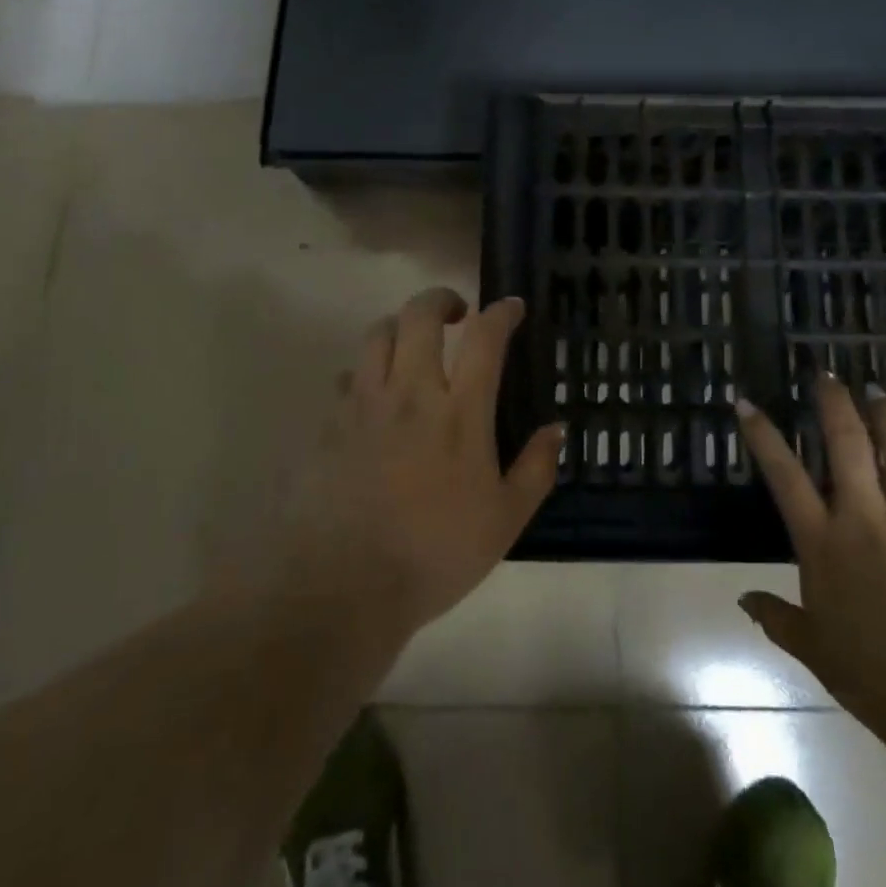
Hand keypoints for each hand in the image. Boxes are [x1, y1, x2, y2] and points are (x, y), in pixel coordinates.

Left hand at [273, 288, 562, 639]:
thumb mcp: (505, 521)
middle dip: (442, 299)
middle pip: (420, 315)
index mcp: (460, 412)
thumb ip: (536, 469)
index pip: (484, 338)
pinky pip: (346, 377)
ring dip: (400, 325)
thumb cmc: (435, 554)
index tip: (511, 308)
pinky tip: (372, 395)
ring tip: (412, 343)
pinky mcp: (329, 424)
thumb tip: (556, 429)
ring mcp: (364, 404)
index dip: (501, 313)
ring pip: (376, 333)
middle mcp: (410, 393)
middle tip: (457, 314)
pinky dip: (365, 372)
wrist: (342, 587)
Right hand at [736, 374, 885, 736]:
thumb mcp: (815, 650)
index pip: (784, 476)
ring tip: (880, 392)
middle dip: (834, 404)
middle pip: (847, 445)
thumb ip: (777, 618)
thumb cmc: (874, 679)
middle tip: (828, 375)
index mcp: (824, 543)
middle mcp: (866, 518)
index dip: (763, 436)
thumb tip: (743, 599)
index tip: (747, 402)